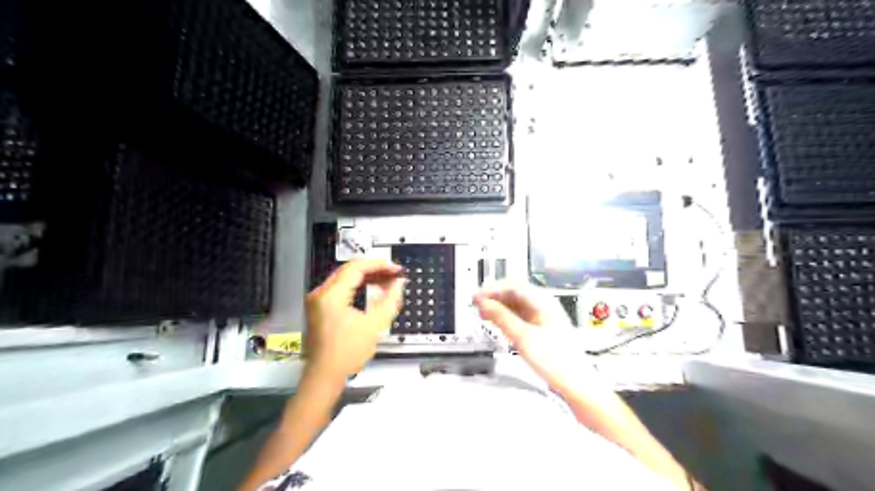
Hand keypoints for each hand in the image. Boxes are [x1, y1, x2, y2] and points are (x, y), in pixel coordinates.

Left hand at [305, 260, 404, 380]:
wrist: (325, 376)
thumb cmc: (346, 354)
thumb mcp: (374, 325)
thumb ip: (389, 300)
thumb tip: (398, 284)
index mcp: (330, 295)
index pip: (356, 268)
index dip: (379, 265)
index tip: (395, 269)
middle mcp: (320, 294)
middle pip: (349, 270)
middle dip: (374, 270)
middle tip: (393, 274)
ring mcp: (318, 301)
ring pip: (345, 278)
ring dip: (367, 278)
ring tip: (387, 282)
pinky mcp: (320, 308)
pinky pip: (341, 289)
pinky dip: (357, 287)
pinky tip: (372, 291)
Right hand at [473, 282, 601, 391]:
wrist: (576, 384)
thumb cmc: (558, 362)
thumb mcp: (524, 337)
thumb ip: (502, 318)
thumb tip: (485, 304)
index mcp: (543, 302)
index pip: (513, 285)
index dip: (492, 289)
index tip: (477, 296)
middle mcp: (544, 306)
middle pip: (514, 293)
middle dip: (494, 297)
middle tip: (477, 304)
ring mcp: (543, 318)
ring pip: (515, 305)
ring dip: (498, 306)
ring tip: (482, 312)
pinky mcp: (541, 330)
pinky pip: (519, 316)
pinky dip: (505, 317)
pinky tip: (497, 322)